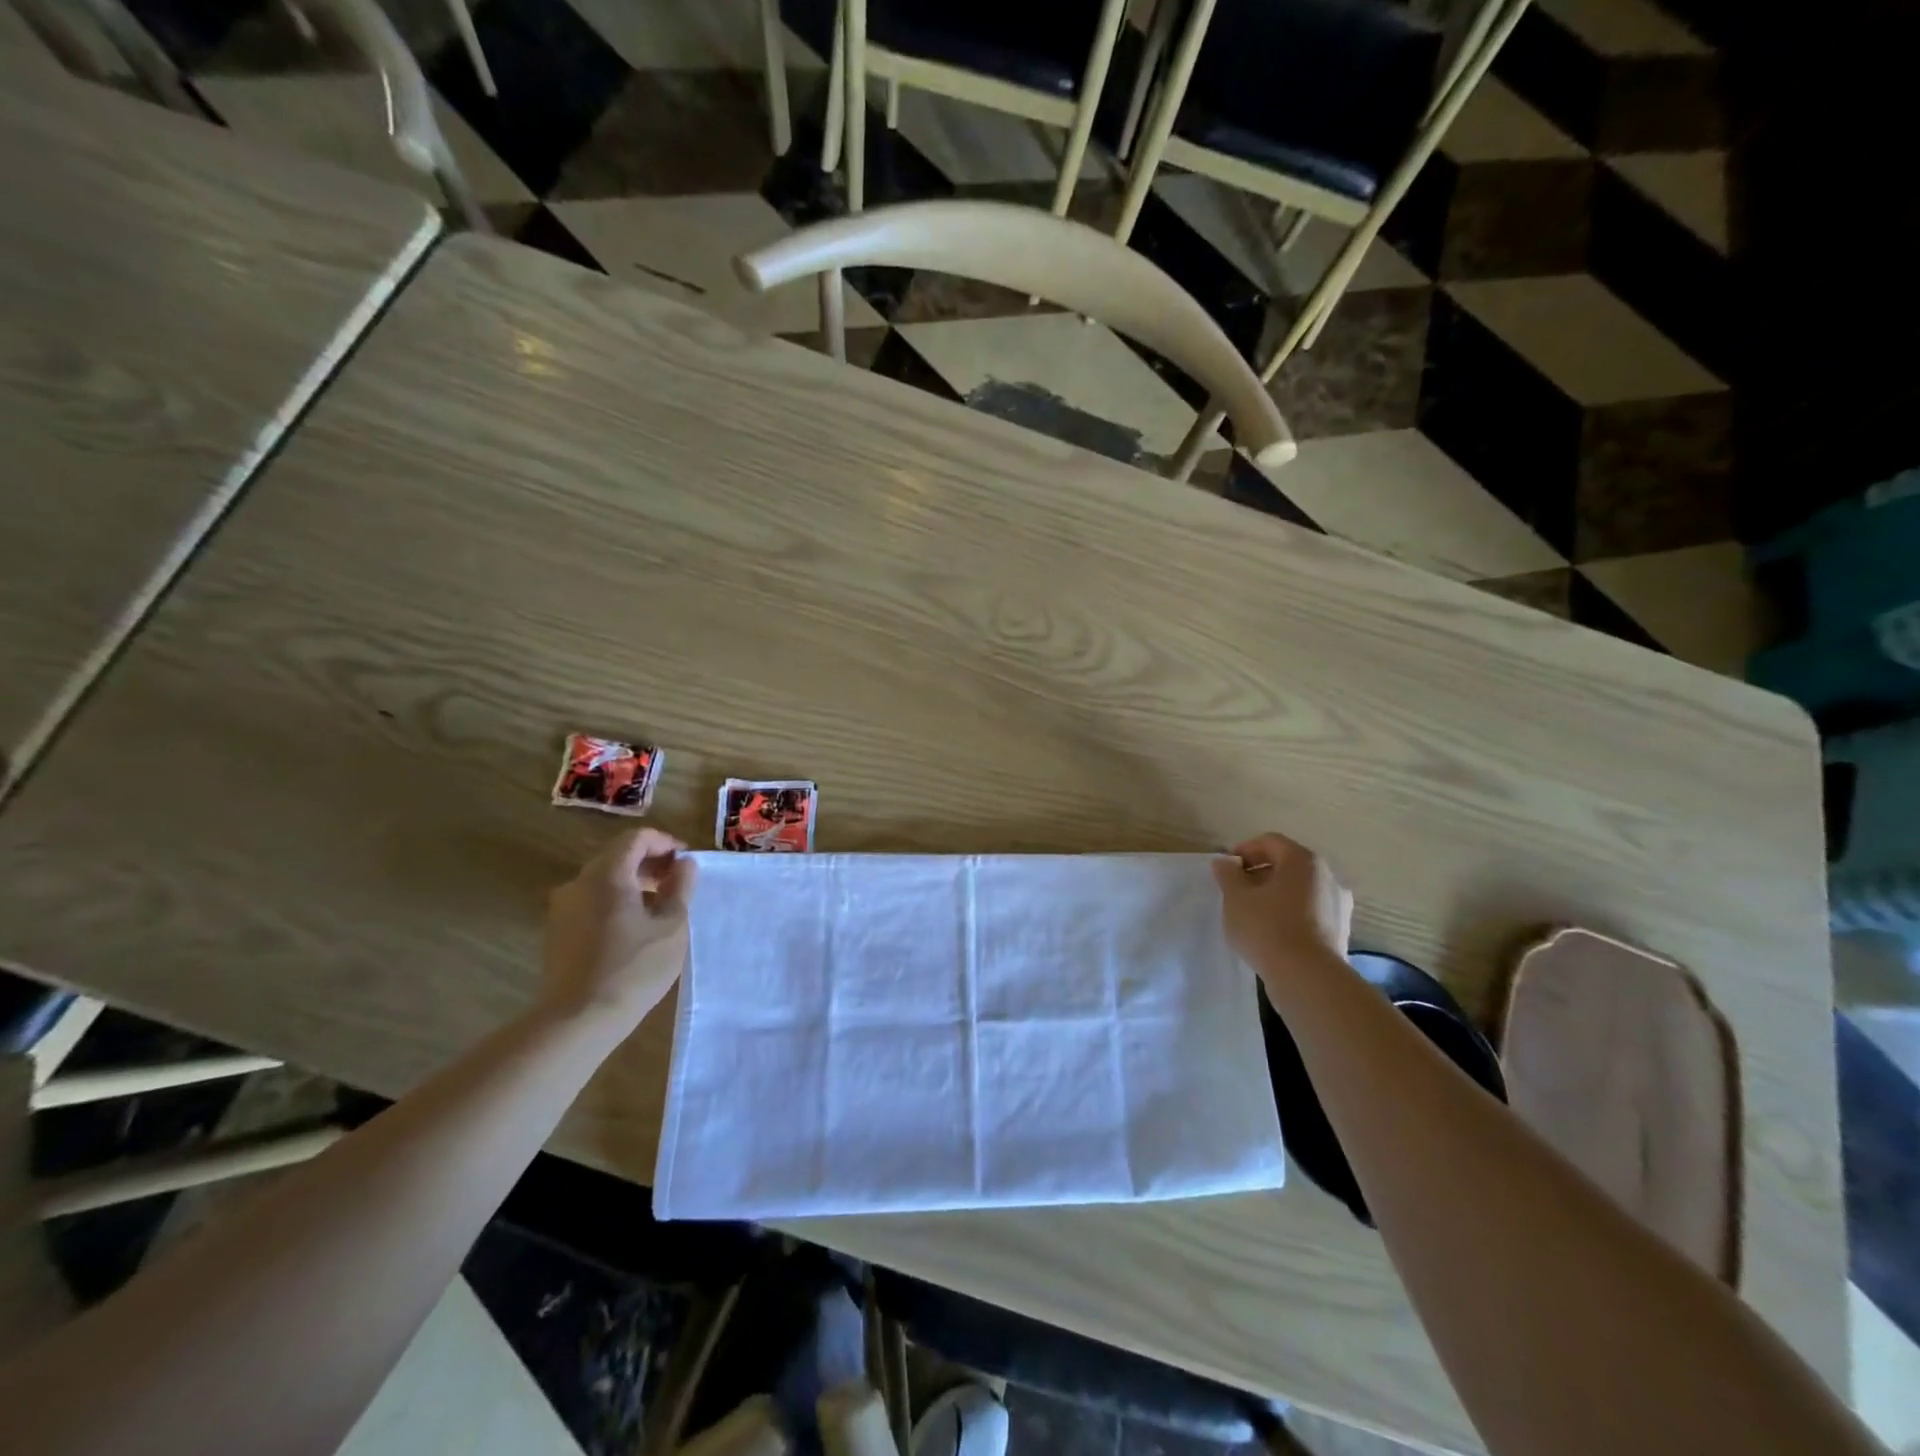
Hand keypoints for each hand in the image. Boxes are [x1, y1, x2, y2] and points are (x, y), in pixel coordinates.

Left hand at [541, 829, 695, 1032]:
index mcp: (607, 875)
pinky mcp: (558, 932)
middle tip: (677, 883)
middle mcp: (578, 883)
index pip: (636, 839)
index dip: (665, 843)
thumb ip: (681, 888)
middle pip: (617, 856)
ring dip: (633, 883)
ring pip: (603, 880)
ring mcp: (563, 908)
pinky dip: (615, 901)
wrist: (577, 1020)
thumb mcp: (672, 926)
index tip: (686, 862)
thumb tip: (684, 864)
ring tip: (660, 907)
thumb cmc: (633, 968)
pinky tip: (634, 929)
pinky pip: (591, 901)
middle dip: (650, 863)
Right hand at [1212, 832, 1351, 985]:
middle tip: (1237, 891)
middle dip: (1260, 873)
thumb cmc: (1267, 928)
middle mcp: (1327, 875)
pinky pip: (1310, 910)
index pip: (1270, 842)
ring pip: (1300, 889)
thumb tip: (1224, 862)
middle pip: (1288, 864)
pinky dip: (1291, 913)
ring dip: (1276, 894)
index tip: (1226, 870)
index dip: (1244, 850)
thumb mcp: (1235, 898)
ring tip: (1253, 914)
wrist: (1308, 978)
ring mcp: (1338, 904)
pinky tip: (1273, 933)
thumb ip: (1228, 874)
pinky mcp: (1341, 929)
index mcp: (1302, 860)